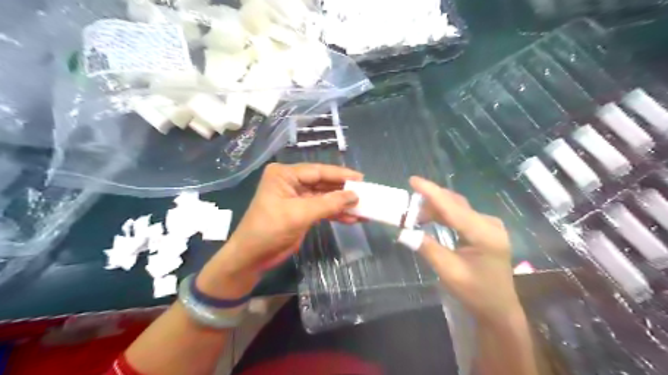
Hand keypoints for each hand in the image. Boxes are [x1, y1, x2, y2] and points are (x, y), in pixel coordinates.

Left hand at [197, 164, 362, 297]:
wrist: (252, 257)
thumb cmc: (270, 230)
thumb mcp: (299, 214)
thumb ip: (328, 204)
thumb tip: (354, 195)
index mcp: (285, 175)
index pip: (318, 171)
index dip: (341, 175)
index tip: (361, 178)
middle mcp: (291, 182)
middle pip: (323, 183)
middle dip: (343, 190)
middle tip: (365, 193)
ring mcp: (297, 197)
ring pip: (325, 197)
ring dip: (342, 204)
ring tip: (363, 209)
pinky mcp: (301, 212)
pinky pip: (322, 209)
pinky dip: (336, 214)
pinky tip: (352, 218)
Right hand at [407, 176, 521, 324]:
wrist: (498, 307)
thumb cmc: (475, 293)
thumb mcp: (449, 272)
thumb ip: (427, 248)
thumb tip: (403, 232)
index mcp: (484, 234)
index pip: (453, 208)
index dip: (431, 192)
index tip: (413, 180)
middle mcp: (489, 224)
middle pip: (455, 204)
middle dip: (430, 201)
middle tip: (407, 205)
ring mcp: (489, 225)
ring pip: (457, 208)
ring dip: (435, 208)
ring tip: (414, 215)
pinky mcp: (485, 229)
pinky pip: (461, 215)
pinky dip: (443, 214)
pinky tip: (430, 218)